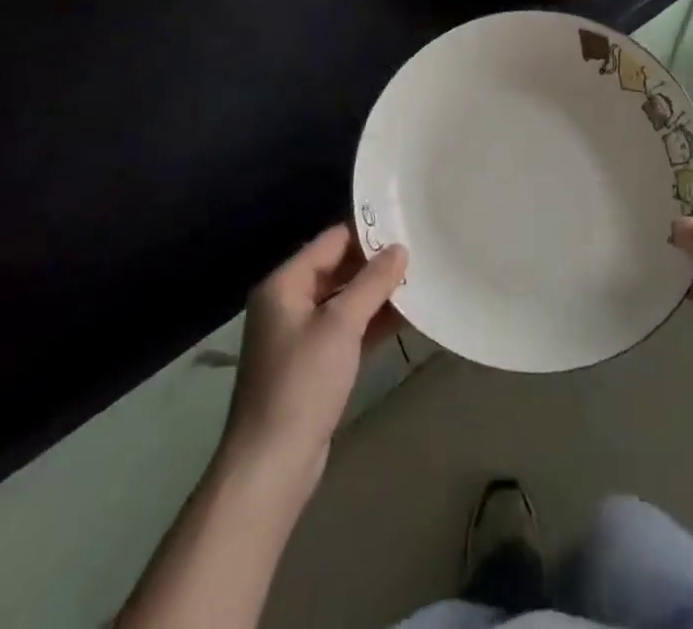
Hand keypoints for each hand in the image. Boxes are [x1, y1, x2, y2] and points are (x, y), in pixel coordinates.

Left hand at [221, 225, 408, 496]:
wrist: (271, 466)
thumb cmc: (302, 383)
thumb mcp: (341, 325)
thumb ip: (372, 282)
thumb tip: (400, 249)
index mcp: (284, 284)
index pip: (332, 241)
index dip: (368, 233)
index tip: (407, 227)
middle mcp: (288, 302)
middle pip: (338, 269)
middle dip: (376, 264)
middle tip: (420, 253)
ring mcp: (300, 335)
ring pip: (345, 301)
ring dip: (377, 294)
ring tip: (421, 280)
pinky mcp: (313, 365)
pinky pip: (347, 330)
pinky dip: (372, 323)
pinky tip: (407, 318)